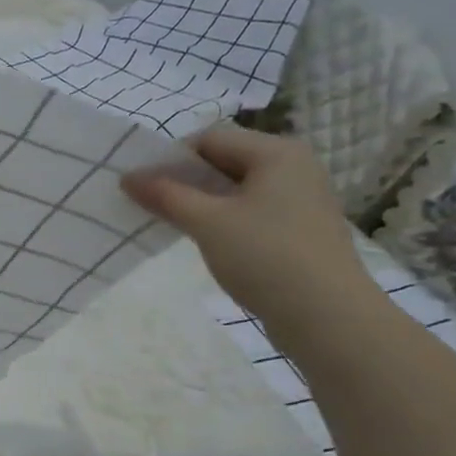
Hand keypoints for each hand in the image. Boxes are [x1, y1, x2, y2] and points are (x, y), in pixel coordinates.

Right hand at [121, 124, 377, 345]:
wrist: (328, 317)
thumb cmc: (266, 256)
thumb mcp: (207, 222)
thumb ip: (165, 195)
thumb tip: (128, 177)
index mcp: (277, 152)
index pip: (210, 139)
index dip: (172, 159)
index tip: (145, 188)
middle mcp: (294, 166)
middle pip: (225, 161)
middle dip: (186, 181)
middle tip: (154, 206)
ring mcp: (302, 199)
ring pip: (238, 189)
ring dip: (204, 202)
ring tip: (177, 226)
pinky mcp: (301, 229)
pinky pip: (253, 211)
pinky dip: (226, 220)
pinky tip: (211, 243)